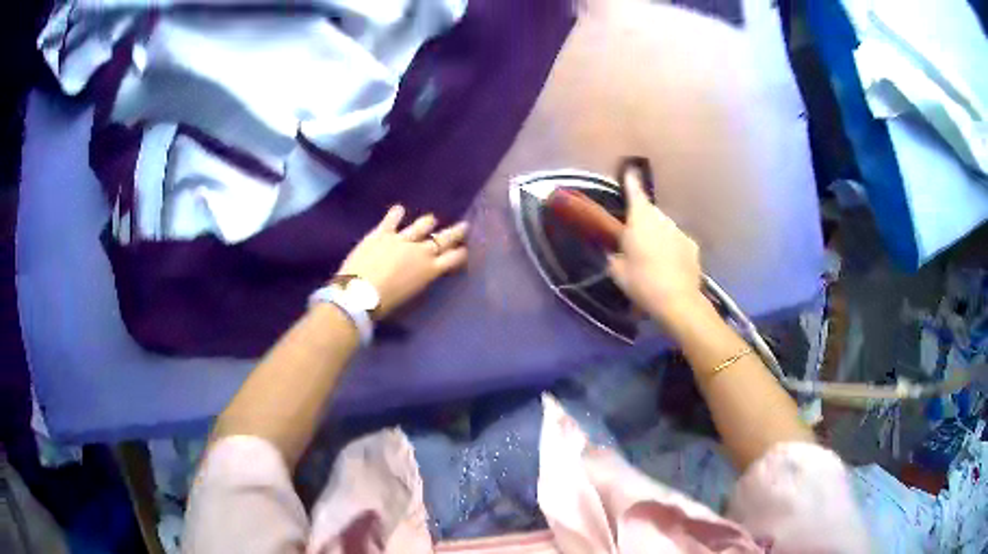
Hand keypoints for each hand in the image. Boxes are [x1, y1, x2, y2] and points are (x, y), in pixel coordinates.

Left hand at [336, 205, 467, 318]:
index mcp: (430, 270)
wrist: (360, 294)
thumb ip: (420, 281)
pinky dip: (396, 214)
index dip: (461, 253)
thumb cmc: (386, 304)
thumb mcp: (412, 296)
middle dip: (455, 232)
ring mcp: (402, 239)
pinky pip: (391, 220)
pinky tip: (399, 209)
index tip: (465, 250)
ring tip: (431, 220)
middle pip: (443, 239)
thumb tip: (422, 275)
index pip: (453, 258)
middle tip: (464, 226)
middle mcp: (421, 251)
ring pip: (422, 225)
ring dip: (427, 223)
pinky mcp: (382, 233)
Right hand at [607, 169, 705, 327]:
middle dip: (642, 221)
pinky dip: (671, 249)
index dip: (630, 180)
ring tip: (651, 258)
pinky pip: (677, 242)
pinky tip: (668, 267)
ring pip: (664, 228)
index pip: (635, 191)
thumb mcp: (617, 271)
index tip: (630, 170)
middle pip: (650, 213)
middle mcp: (662, 219)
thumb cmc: (642, 282)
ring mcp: (680, 231)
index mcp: (640, 219)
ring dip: (657, 236)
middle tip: (634, 239)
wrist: (678, 301)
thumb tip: (617, 253)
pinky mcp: (693, 247)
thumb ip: (615, 256)